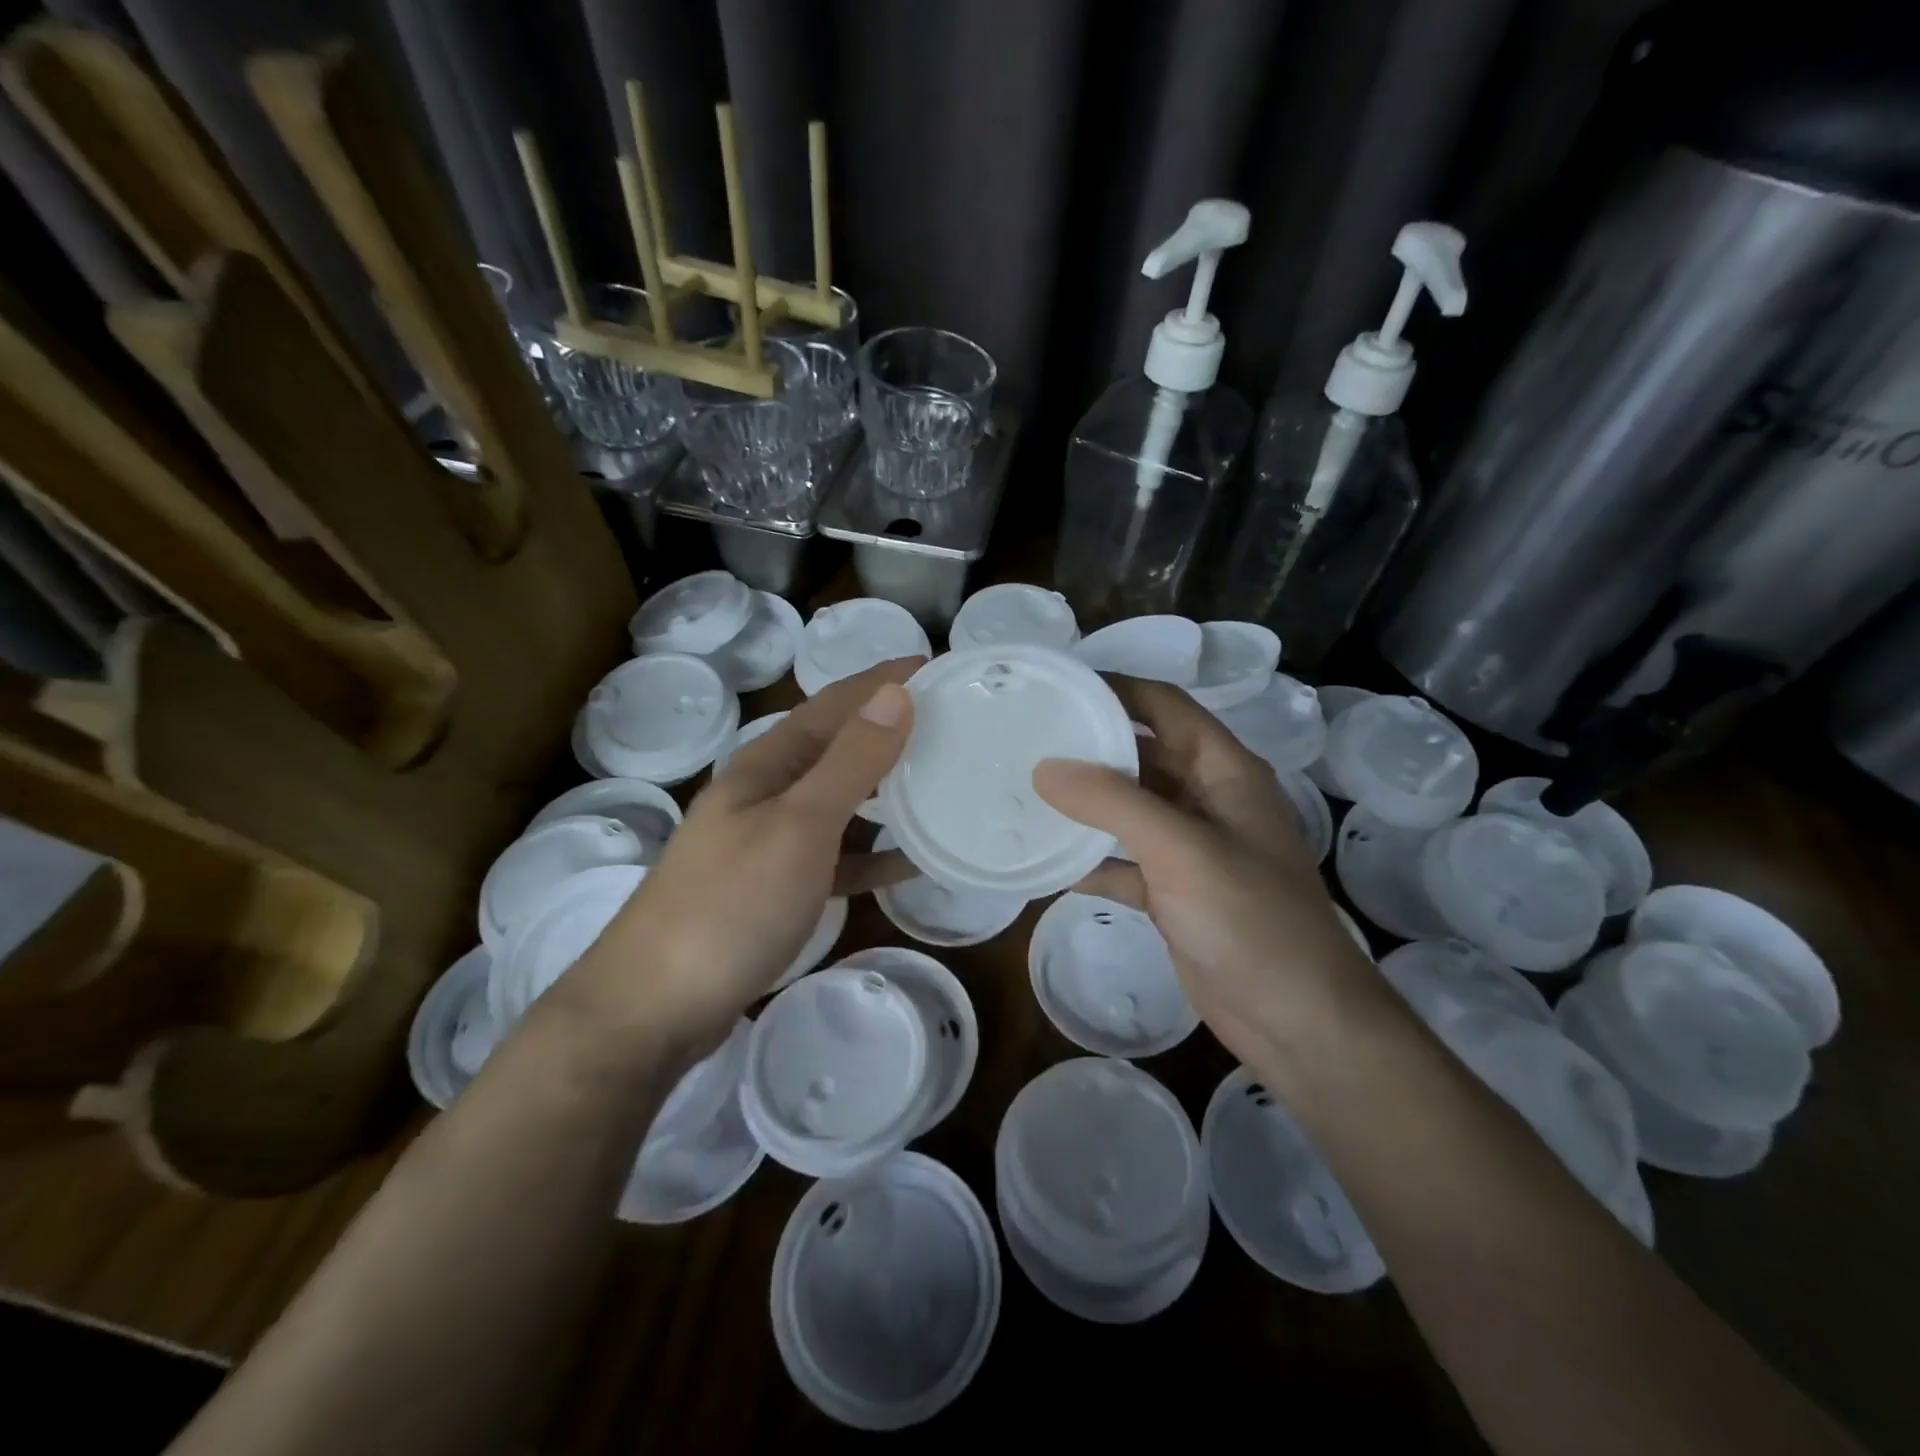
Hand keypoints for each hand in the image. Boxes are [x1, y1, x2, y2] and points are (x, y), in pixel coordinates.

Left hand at [569, 658, 920, 1053]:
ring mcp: (771, 842)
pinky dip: (874, 853)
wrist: (656, 1007)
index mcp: (768, 764)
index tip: (936, 665)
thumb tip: (896, 695)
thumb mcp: (800, 825)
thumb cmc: (730, 904)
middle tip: (950, 723)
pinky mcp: (778, 889)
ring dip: (887, 789)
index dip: (882, 681)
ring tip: (941, 782)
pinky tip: (912, 861)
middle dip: (889, 729)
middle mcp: (768, 793)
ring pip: (842, 802)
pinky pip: (839, 857)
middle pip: (839, 748)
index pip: (835, 703)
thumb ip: (850, 762)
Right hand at [1033, 676, 1381, 1074]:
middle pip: (1143, 755)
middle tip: (1027, 738)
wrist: (1297, 1020)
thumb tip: (1045, 767)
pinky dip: (1091, 860)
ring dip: (1085, 804)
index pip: (1165, 707)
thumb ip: (1112, 802)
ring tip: (1025, 791)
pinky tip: (1047, 862)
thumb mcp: (1181, 848)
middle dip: (1091, 746)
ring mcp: (1191, 849)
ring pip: (1129, 810)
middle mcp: (1208, 800)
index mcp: (1224, 770)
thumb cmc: (1250, 918)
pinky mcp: (1176, 893)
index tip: (1057, 686)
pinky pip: (1124, 862)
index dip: (1116, 689)